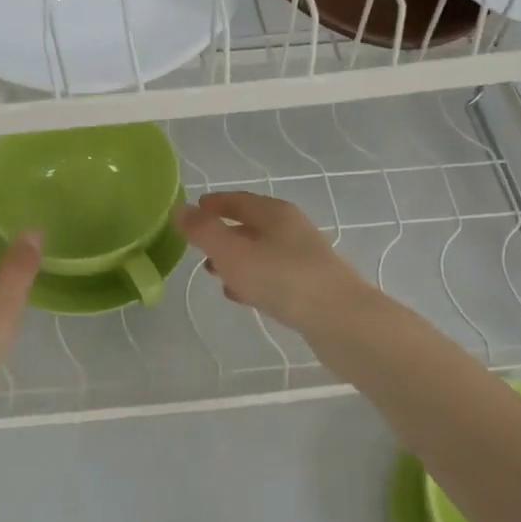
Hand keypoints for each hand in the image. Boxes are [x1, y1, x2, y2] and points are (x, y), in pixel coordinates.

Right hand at [176, 191, 370, 334]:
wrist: (341, 321)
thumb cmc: (283, 278)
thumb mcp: (233, 253)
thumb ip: (203, 232)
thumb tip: (179, 209)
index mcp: (275, 213)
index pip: (239, 200)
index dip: (214, 203)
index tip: (193, 209)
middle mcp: (292, 230)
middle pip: (251, 225)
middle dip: (223, 233)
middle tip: (198, 244)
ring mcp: (304, 259)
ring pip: (261, 253)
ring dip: (236, 260)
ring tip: (213, 274)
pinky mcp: (310, 288)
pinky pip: (272, 277)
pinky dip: (252, 280)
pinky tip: (241, 295)